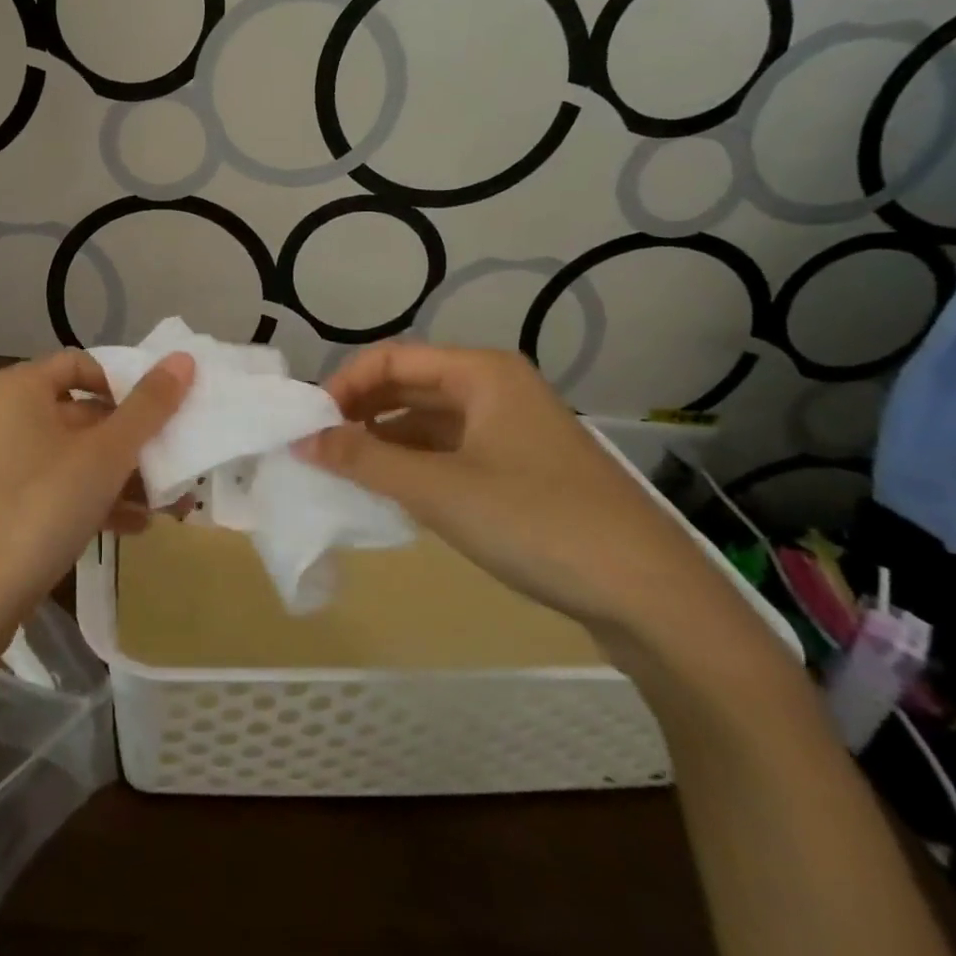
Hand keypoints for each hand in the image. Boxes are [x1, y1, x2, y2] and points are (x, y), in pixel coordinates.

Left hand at [0, 349, 193, 636]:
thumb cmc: (42, 504)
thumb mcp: (106, 454)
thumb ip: (148, 406)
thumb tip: (183, 359)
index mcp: (20, 388)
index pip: (81, 363)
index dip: (124, 384)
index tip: (158, 414)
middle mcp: (4, 415)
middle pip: (81, 412)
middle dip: (131, 440)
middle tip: (172, 460)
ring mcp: (0, 462)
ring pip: (73, 455)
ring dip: (121, 475)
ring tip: (166, 502)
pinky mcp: (1, 504)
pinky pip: (56, 487)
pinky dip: (93, 499)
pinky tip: (134, 526)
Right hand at [298, 344, 740, 642]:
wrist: (651, 596)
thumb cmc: (537, 522)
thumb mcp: (439, 490)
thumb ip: (365, 461)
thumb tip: (303, 440)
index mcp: (482, 373)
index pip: (392, 358)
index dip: (345, 385)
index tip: (309, 423)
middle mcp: (497, 389)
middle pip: (411, 386)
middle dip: (362, 412)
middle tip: (320, 447)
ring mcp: (514, 431)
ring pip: (431, 422)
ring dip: (386, 442)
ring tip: (346, 472)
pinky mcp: (523, 470)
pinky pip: (453, 452)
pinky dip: (417, 465)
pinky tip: (393, 493)